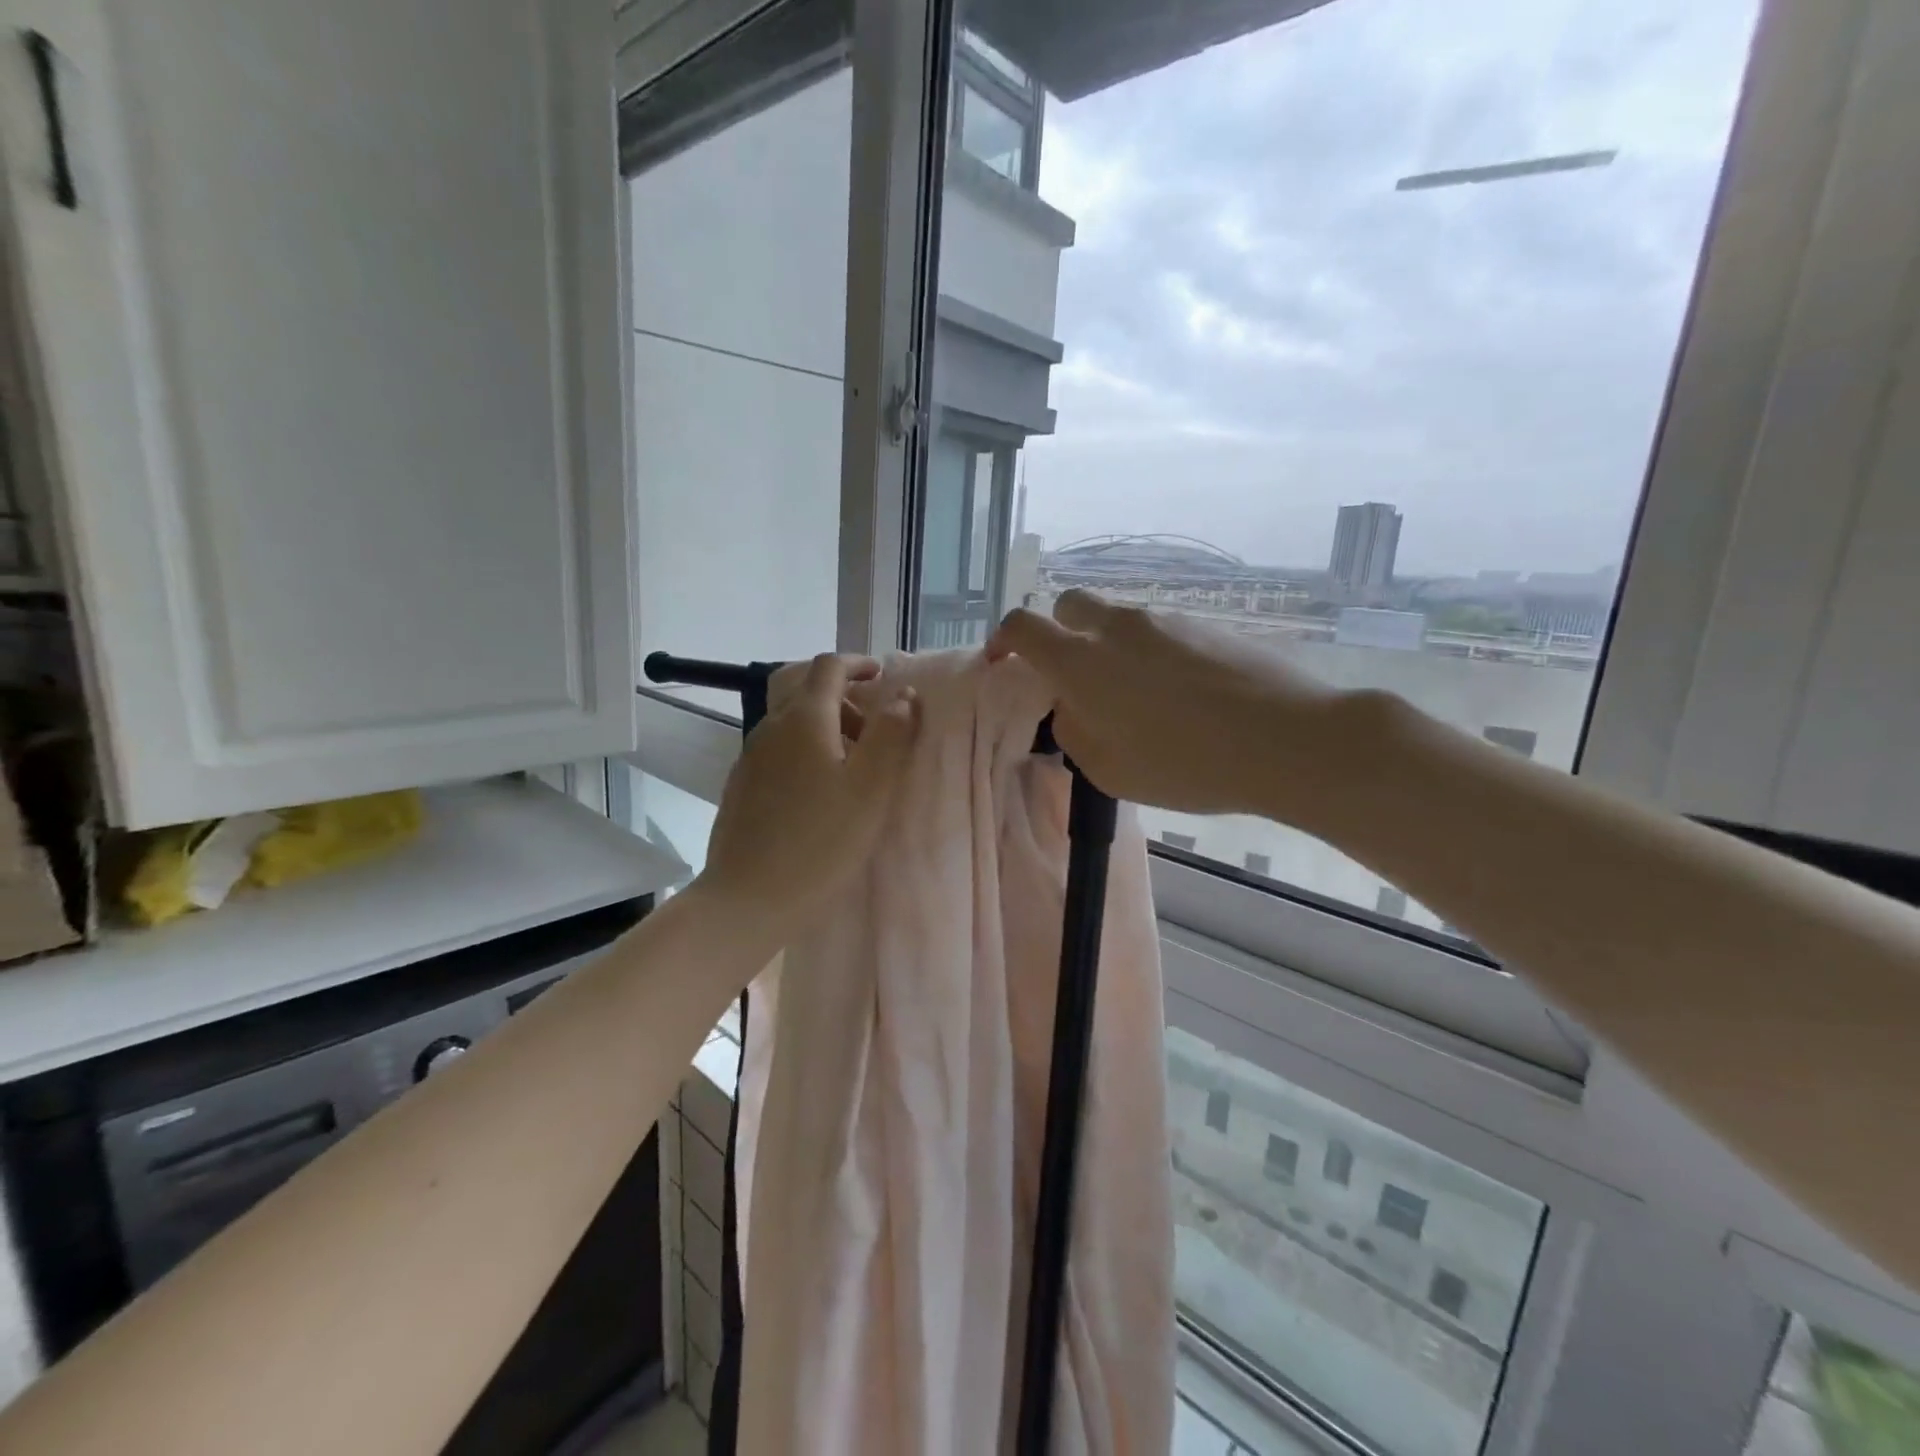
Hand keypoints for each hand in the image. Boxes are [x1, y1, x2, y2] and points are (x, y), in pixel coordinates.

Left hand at [699, 654, 918, 939]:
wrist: (748, 899)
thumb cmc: (820, 842)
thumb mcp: (871, 788)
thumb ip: (891, 734)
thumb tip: (904, 694)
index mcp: (804, 720)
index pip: (829, 667)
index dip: (858, 664)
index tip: (882, 675)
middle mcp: (771, 728)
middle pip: (807, 690)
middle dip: (844, 698)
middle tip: (874, 732)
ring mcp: (750, 756)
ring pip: (792, 722)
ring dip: (826, 727)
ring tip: (853, 768)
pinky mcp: (742, 785)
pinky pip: (779, 749)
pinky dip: (805, 750)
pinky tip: (819, 793)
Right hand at [987, 590, 1348, 824]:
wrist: (1286, 739)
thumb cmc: (1186, 764)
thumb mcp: (1109, 769)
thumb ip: (1074, 732)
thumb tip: (1070, 709)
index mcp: (1081, 661)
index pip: (1023, 627)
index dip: (1003, 640)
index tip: (1003, 662)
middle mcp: (1117, 627)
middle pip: (1068, 604)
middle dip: (1058, 631)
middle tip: (1072, 675)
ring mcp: (1164, 620)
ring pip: (1117, 619)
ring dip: (1108, 646)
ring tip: (1136, 697)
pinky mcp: (1204, 624)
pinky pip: (1158, 630)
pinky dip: (1150, 653)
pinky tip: (1179, 694)